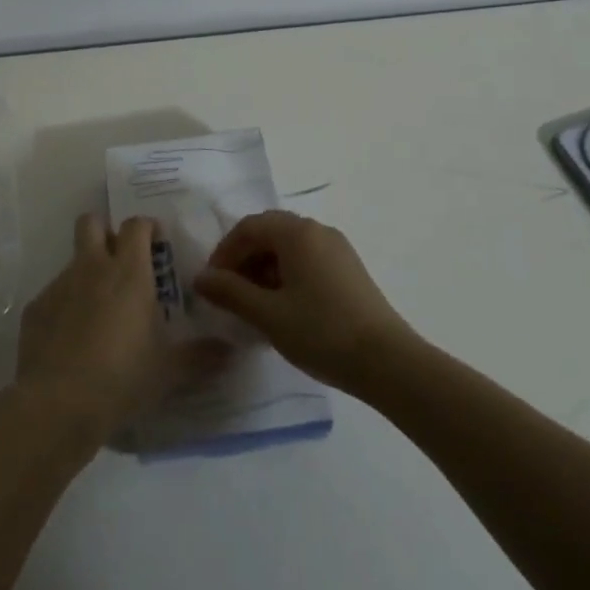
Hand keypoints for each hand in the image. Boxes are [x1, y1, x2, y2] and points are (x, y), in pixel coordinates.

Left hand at [14, 214, 213, 445]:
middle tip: (120, 260)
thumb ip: (200, 357)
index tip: (156, 242)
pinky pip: (53, 296)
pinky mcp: (35, 309)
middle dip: (104, 231)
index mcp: (128, 272)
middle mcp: (91, 268)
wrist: (57, 404)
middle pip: (90, 223)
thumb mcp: (168, 371)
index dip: (146, 227)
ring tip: (99, 312)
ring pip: (72, 262)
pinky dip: (65, 307)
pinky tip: (72, 340)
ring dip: (86, 274)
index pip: (136, 225)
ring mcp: (58, 286)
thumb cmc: (121, 378)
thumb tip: (230, 352)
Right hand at [194, 211, 417, 394]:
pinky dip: (286, 276)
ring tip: (254, 305)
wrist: (388, 362)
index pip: (249, 227)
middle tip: (229, 293)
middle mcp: (318, 231)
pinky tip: (283, 308)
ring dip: (264, 269)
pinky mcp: (349, 270)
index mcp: (297, 233)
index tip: (212, 284)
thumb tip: (201, 278)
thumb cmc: (321, 332)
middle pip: (269, 233)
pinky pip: (307, 261)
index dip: (224, 252)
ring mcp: (338, 249)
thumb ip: (230, 292)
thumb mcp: (267, 314)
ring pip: (289, 248)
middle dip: (244, 259)